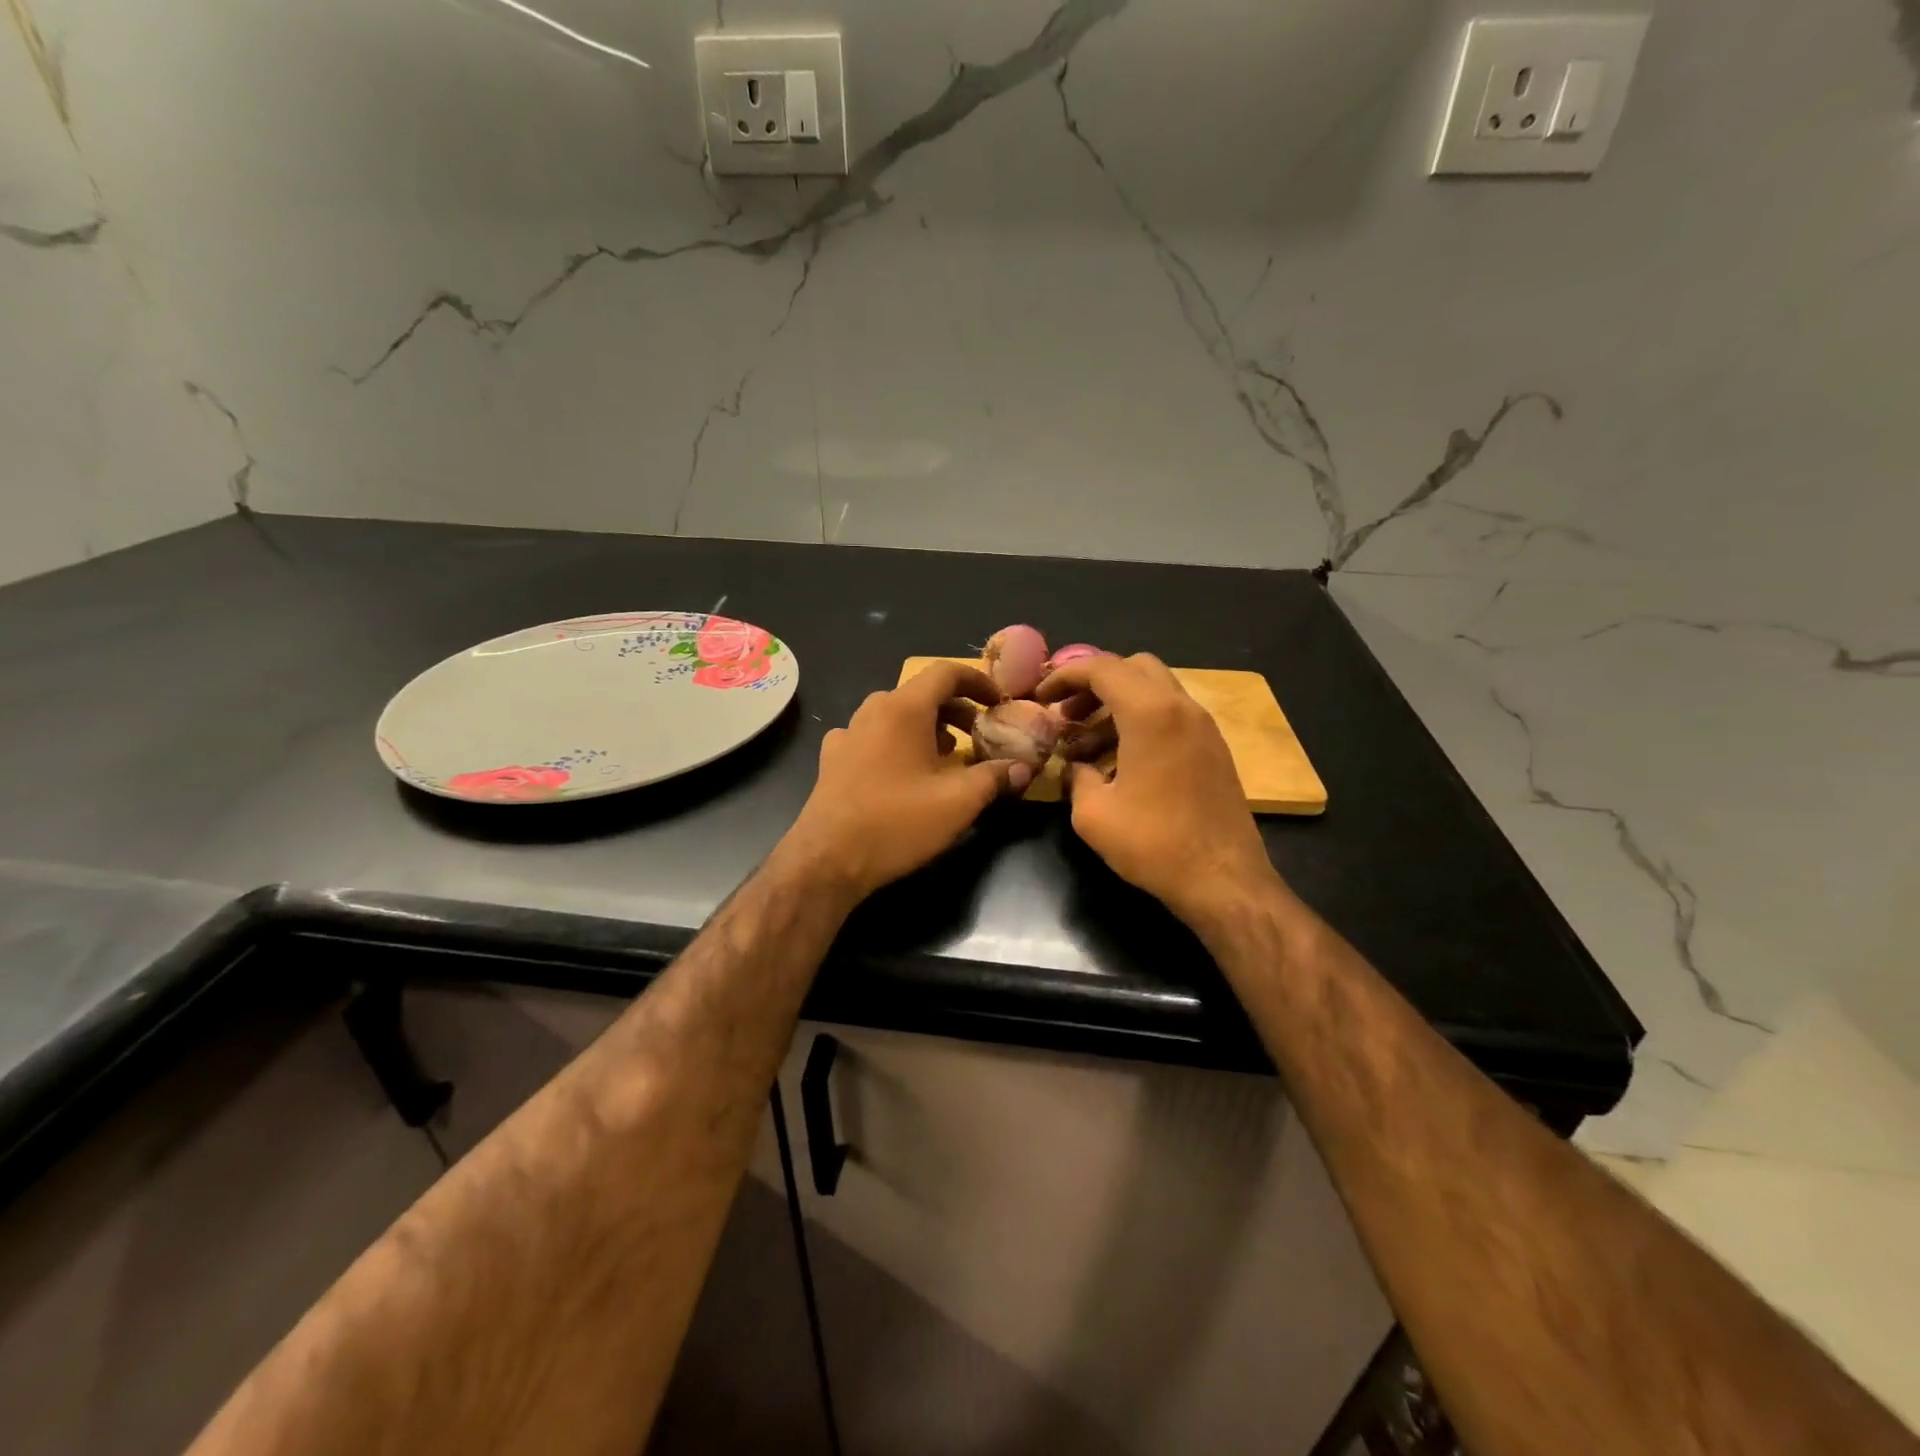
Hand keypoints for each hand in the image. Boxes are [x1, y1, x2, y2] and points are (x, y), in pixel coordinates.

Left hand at [778, 661, 1029, 902]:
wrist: (828, 859)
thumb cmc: (897, 823)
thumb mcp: (958, 802)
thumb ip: (995, 777)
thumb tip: (1024, 767)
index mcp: (903, 709)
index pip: (945, 673)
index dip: (977, 681)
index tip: (998, 702)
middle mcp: (872, 711)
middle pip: (921, 694)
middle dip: (956, 710)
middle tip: (980, 735)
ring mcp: (848, 734)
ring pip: (896, 716)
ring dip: (928, 728)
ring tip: (949, 756)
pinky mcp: (833, 759)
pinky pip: (874, 737)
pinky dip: (898, 744)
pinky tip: (904, 773)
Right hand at [1036, 653, 1277, 925]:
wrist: (1224, 880)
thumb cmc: (1154, 844)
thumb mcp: (1092, 814)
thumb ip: (1076, 777)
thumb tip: (1075, 768)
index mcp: (1150, 713)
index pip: (1102, 668)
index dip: (1065, 676)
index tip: (1041, 697)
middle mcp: (1182, 708)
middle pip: (1133, 668)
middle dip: (1095, 684)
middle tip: (1068, 715)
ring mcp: (1203, 728)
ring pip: (1154, 692)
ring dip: (1117, 707)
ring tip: (1084, 748)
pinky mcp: (1213, 749)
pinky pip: (1171, 717)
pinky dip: (1141, 724)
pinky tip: (1118, 765)